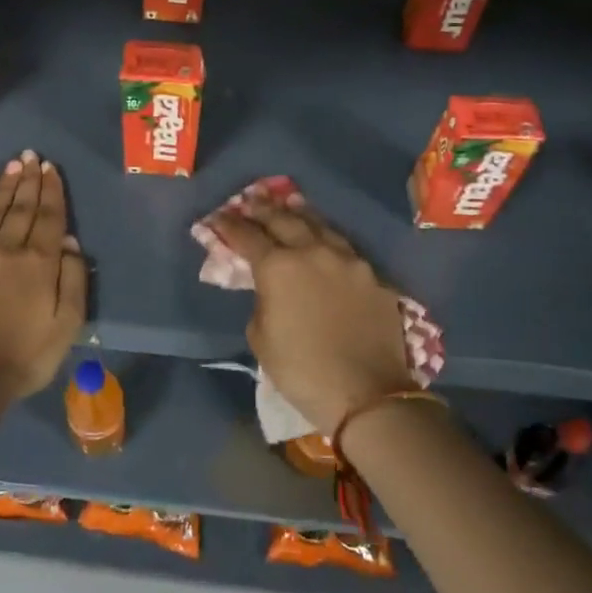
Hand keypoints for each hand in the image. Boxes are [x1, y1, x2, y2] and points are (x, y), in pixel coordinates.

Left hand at [0, 151, 87, 399]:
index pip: (48, 217)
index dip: (51, 191)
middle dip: (28, 181)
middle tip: (30, 156)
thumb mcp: (67, 324)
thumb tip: (68, 241)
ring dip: (3, 188)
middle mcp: (6, 250)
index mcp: (39, 263)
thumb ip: (73, 279)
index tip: (51, 168)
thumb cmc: (24, 357)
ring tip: (11, 166)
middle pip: (20, 209)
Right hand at [209, 189, 414, 434]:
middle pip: (284, 219)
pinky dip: (328, 240)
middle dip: (263, 209)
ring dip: (300, 214)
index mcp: (278, 267)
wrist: (366, 392)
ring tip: (290, 204)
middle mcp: (313, 252)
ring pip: (320, 226)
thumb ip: (262, 301)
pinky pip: (345, 249)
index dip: (229, 225)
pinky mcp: (373, 276)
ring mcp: (348, 261)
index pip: (247, 236)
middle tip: (251, 200)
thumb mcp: (261, 338)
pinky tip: (325, 241)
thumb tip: (270, 289)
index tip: (218, 217)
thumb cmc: (301, 370)